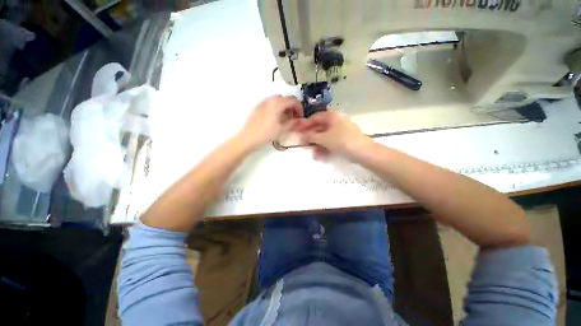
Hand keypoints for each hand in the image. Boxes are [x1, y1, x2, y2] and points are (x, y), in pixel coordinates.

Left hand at [239, 95, 302, 148]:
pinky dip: (276, 109)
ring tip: (285, 120)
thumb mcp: (282, 129)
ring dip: (284, 108)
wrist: (247, 139)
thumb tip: (299, 120)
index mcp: (277, 103)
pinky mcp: (258, 108)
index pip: (293, 100)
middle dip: (291, 107)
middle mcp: (269, 100)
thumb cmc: (265, 134)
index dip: (299, 108)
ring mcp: (262, 103)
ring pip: (277, 101)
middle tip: (293, 118)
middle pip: (285, 99)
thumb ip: (293, 123)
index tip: (300, 117)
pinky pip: (270, 104)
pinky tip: (275, 120)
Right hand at [297, 111, 372, 159]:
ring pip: (325, 137)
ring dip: (318, 145)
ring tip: (314, 155)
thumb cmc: (342, 141)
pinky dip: (325, 148)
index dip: (305, 124)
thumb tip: (301, 135)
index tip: (298, 131)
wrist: (363, 152)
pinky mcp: (344, 140)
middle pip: (320, 128)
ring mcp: (341, 131)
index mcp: (332, 116)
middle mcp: (337, 121)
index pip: (315, 117)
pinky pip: (331, 142)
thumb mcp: (324, 138)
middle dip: (312, 138)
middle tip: (305, 144)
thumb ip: (311, 136)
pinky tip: (321, 156)